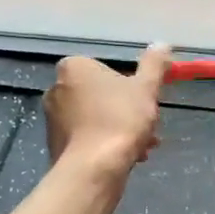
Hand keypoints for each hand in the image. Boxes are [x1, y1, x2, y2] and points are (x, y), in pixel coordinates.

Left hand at [44, 44, 170, 177]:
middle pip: (101, 96)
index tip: (146, 102)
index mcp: (73, 68)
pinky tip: (127, 159)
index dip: (130, 86)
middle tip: (148, 128)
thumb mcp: (146, 88)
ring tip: (143, 149)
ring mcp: (52, 119)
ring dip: (120, 130)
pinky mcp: (55, 145)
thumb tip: (162, 44)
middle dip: (127, 112)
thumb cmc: (120, 120)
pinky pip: (86, 139)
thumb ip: (154, 65)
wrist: (94, 169)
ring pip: (96, 119)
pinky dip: (105, 145)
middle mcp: (56, 89)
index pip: (106, 69)